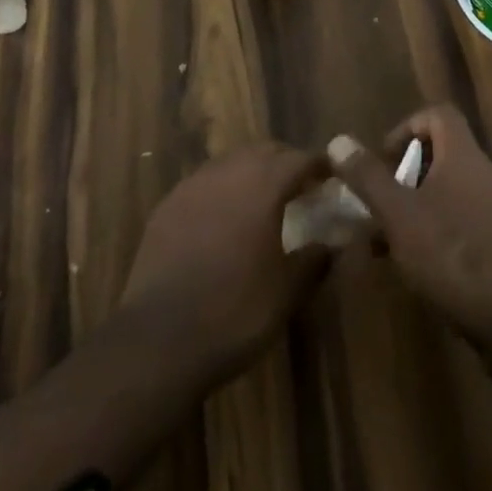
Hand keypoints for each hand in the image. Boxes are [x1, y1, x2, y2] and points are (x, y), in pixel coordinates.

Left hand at [119, 143, 332, 382]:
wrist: (159, 339)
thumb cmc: (234, 312)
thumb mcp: (286, 293)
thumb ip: (314, 261)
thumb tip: (333, 244)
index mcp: (263, 184)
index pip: (299, 159)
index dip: (318, 165)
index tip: (331, 175)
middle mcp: (229, 171)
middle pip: (265, 151)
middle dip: (285, 162)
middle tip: (300, 187)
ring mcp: (194, 184)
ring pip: (232, 162)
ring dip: (252, 172)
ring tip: (263, 201)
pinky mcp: (168, 204)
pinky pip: (204, 183)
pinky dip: (222, 190)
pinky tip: (223, 219)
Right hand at [327, 105, 491, 352]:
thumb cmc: (457, 256)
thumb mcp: (401, 216)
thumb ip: (369, 178)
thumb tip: (338, 139)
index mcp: (465, 156)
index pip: (438, 114)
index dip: (408, 127)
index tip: (386, 159)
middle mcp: (491, 175)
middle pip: (447, 158)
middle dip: (411, 180)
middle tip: (385, 212)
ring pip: (460, 198)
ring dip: (429, 214)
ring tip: (401, 251)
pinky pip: (478, 231)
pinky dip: (453, 241)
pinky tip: (436, 278)